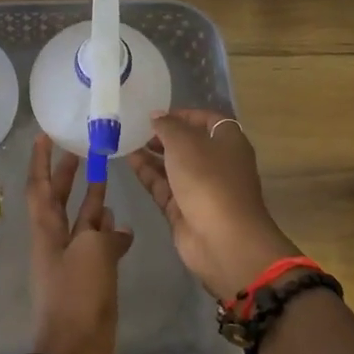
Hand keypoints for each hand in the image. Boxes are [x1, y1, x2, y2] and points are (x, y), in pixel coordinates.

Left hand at [26, 134, 132, 353]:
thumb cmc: (78, 298)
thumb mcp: (92, 254)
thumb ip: (103, 233)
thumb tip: (115, 225)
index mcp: (46, 232)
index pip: (39, 187)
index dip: (40, 161)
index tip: (43, 135)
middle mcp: (55, 243)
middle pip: (58, 201)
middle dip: (66, 175)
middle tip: (81, 150)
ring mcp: (72, 264)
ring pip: (80, 224)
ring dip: (90, 202)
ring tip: (106, 180)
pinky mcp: (89, 283)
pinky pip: (97, 249)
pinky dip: (109, 235)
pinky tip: (124, 228)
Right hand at [130, 109, 301, 300]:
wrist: (222, 239)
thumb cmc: (208, 179)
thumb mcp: (184, 143)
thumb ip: (167, 126)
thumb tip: (156, 115)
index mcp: (228, 142)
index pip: (207, 120)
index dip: (183, 114)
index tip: (156, 114)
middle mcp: (217, 163)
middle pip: (188, 144)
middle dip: (163, 136)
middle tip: (135, 128)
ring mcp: (201, 188)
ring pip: (173, 166)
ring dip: (152, 154)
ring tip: (125, 141)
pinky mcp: (185, 209)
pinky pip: (164, 186)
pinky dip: (148, 174)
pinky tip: (128, 161)